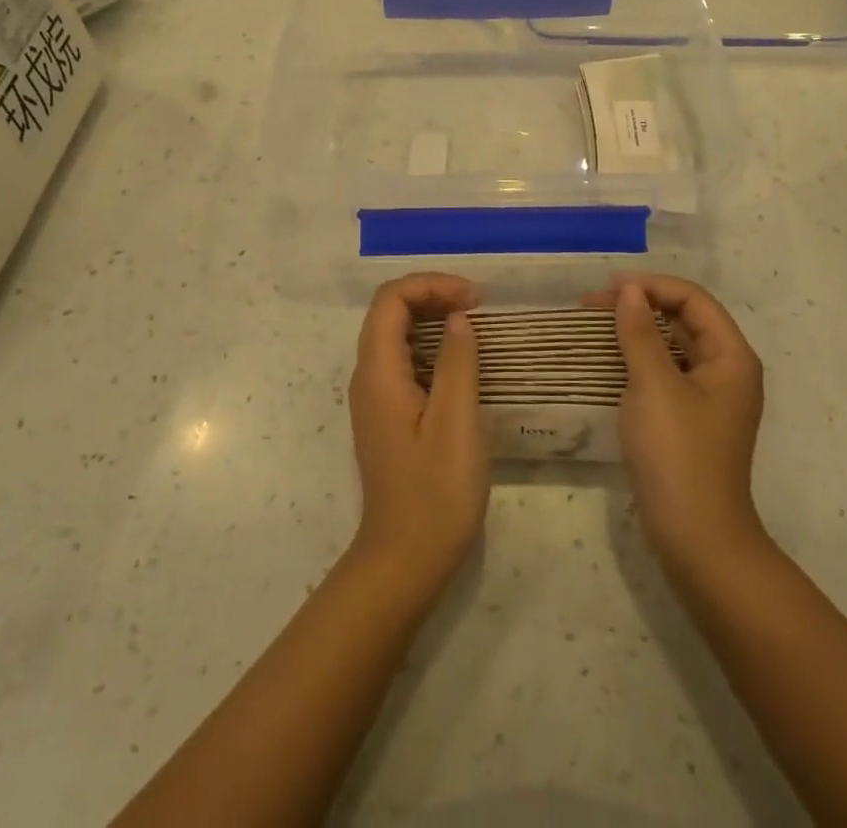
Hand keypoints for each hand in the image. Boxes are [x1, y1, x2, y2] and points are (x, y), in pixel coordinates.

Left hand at [347, 273, 489, 593]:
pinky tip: (462, 360)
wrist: (405, 561)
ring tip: (475, 325)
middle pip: (390, 311)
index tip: (474, 299)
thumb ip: (457, 363)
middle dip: (432, 295)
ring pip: (397, 334)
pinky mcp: (389, 414)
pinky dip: (432, 345)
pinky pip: (405, 360)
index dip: (431, 285)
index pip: (391, 300)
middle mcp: (368, 377)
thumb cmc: (435, 494)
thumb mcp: (457, 423)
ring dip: (433, 318)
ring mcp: (376, 397)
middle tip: (478, 307)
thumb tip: (458, 317)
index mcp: (378, 373)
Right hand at [585, 274, 766, 571]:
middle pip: (684, 319)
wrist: (696, 537)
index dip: (652, 286)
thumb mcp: (653, 385)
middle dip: (641, 305)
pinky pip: (666, 372)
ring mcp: (709, 397)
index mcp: (731, 356)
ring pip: (673, 346)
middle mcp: (726, 370)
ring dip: (637, 330)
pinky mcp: (691, 419)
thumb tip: (629, 291)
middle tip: (593, 306)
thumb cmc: (678, 453)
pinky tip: (611, 360)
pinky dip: (639, 358)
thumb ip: (640, 332)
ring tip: (596, 326)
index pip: (693, 299)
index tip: (609, 289)